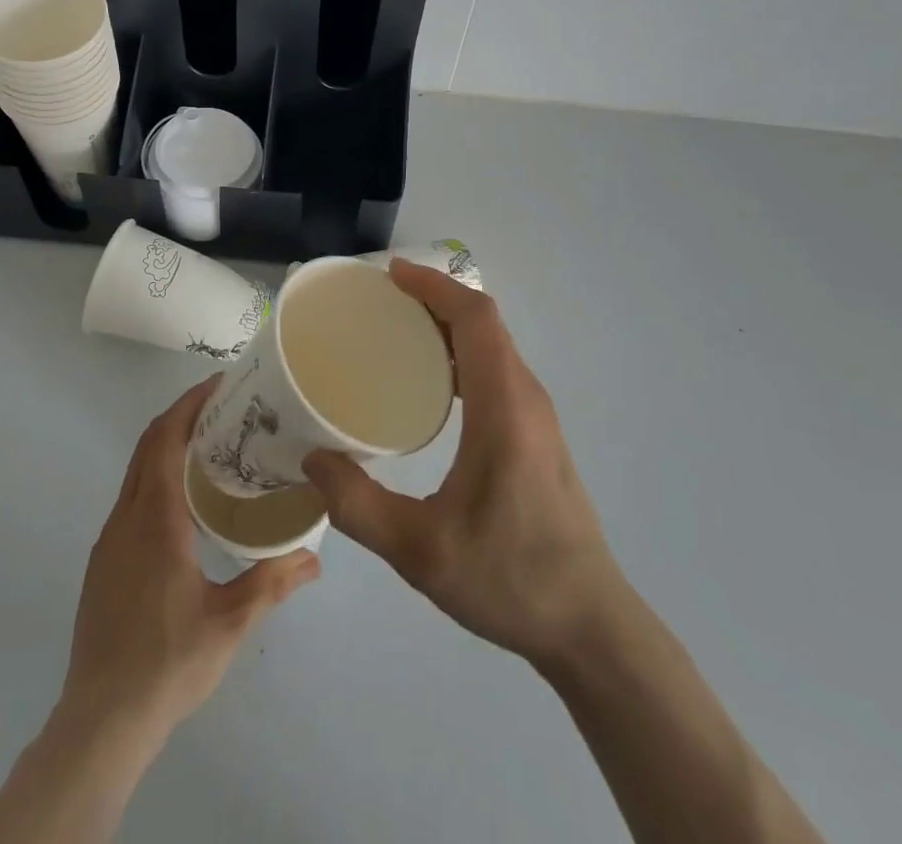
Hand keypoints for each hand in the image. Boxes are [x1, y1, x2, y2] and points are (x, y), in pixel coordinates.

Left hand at [60, 377, 320, 742]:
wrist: (100, 721)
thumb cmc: (167, 663)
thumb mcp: (230, 623)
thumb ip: (272, 583)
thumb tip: (315, 557)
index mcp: (155, 520)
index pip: (165, 440)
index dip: (189, 405)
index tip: (219, 386)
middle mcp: (126, 518)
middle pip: (148, 446)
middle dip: (181, 416)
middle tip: (224, 407)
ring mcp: (109, 540)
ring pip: (136, 471)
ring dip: (168, 446)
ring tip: (212, 447)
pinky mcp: (103, 562)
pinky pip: (131, 497)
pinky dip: (156, 475)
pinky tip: (185, 501)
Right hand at [302, 261, 627, 672]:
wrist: (589, 625)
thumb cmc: (510, 579)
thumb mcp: (421, 550)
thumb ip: (359, 506)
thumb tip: (312, 460)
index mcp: (505, 409)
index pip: (476, 319)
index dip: (435, 287)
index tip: (391, 275)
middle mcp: (526, 398)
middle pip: (484, 323)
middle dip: (434, 299)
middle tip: (380, 301)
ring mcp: (537, 416)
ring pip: (493, 345)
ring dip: (449, 325)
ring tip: (397, 332)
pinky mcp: (537, 434)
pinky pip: (497, 369)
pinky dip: (462, 353)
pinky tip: (429, 384)